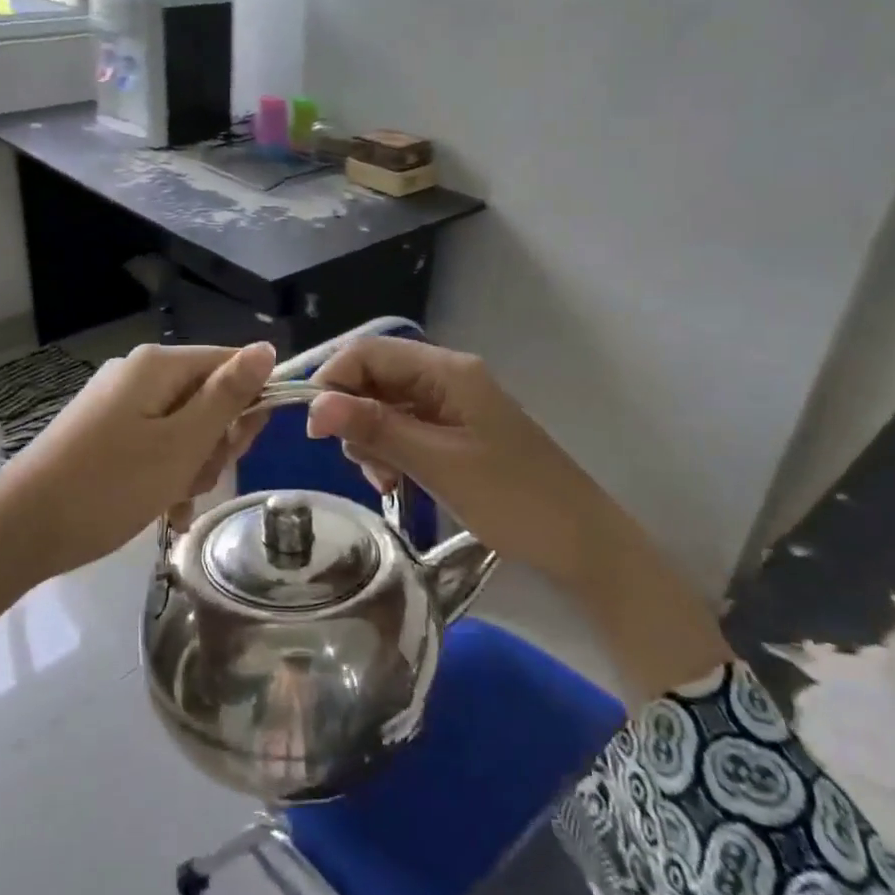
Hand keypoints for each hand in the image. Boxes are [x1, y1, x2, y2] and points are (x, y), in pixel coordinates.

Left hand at [0, 341, 275, 580]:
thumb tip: (267, 347)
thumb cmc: (111, 485)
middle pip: (207, 395)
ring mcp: (117, 401)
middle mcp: (137, 372)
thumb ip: (227, 396)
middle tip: (198, 477)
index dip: (249, 403)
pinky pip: (155, 441)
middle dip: (215, 441)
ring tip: (174, 499)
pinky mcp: (103, 430)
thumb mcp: (182, 443)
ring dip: (191, 463)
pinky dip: (166, 470)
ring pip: (184, 425)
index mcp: (158, 364)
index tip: (242, 448)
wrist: (22, 530)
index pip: (231, 363)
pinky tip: (163, 506)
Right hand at [302, 336, 594, 579]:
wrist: (580, 543)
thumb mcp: (436, 463)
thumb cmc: (513, 497)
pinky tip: (394, 482)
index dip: (333, 381)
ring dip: (371, 439)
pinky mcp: (454, 433)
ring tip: (382, 480)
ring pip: (384, 406)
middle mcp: (446, 377)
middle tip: (358, 462)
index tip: (314, 430)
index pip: (369, 351)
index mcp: (447, 370)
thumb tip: (314, 405)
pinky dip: (390, 452)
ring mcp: (451, 405)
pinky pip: (404, 429)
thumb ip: (376, 428)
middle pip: (374, 377)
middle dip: (353, 416)